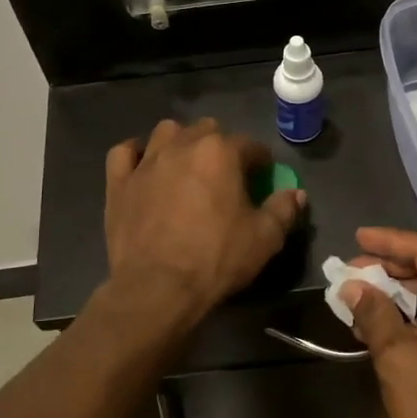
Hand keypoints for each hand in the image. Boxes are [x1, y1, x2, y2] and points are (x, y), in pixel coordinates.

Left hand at [105, 119, 306, 316]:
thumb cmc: (216, 259)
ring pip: (166, 132)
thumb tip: (296, 194)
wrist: (157, 288)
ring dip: (180, 141)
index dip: (261, 161)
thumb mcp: (265, 239)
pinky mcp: (119, 182)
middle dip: (220, 146)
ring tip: (187, 165)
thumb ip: (284, 210)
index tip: (263, 178)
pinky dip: (136, 154)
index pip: (250, 145)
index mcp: (221, 152)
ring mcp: (146, 162)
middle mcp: (182, 146)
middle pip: (207, 129)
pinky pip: (124, 152)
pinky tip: (144, 166)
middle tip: (226, 175)